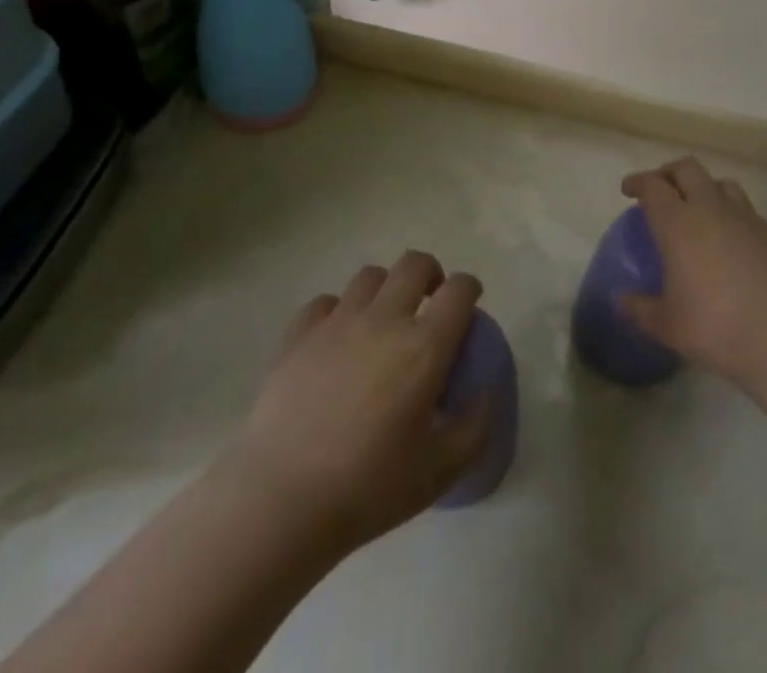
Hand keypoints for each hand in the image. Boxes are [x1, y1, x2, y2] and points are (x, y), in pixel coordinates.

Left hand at [225, 252, 490, 560]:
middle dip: (430, 273)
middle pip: (414, 264)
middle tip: (429, 302)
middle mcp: (384, 319)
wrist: (280, 501)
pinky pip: (324, 302)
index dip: (469, 289)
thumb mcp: (440, 472)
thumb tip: (486, 393)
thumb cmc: (367, 488)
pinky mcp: (298, 335)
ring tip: (382, 319)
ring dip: (385, 289)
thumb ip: (474, 428)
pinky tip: (336, 339)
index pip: (459, 290)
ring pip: (370, 276)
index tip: (469, 305)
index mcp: (424, 346)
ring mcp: (337, 322)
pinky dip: (337, 311)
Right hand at [619, 158, 766, 388]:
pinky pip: (747, 212)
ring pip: (721, 184)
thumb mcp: (668, 326)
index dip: (638, 182)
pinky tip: (733, 243)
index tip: (629, 190)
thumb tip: (621, 301)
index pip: (653, 186)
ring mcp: (746, 217)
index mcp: (678, 223)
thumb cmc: (717, 327)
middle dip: (669, 173)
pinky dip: (733, 217)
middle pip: (687, 169)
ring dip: (705, 188)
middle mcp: (711, 209)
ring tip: (699, 210)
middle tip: (661, 190)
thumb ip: (641, 309)